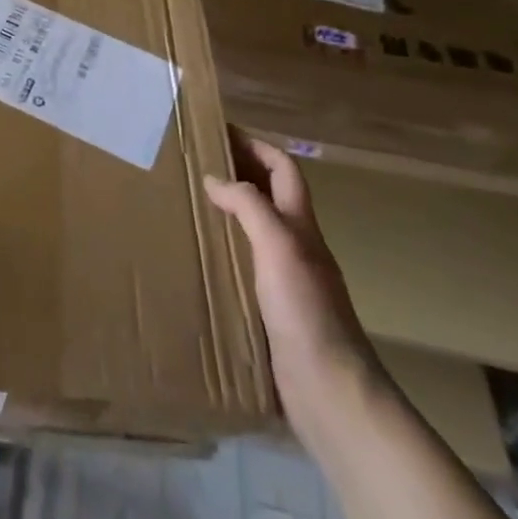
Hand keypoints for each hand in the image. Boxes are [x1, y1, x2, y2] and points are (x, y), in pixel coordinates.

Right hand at [204, 134, 384, 440]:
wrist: (328, 388)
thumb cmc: (305, 310)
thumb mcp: (278, 246)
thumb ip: (249, 207)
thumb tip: (215, 179)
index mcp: (300, 225)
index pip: (283, 169)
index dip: (256, 145)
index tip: (219, 130)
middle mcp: (295, 245)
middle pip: (269, 194)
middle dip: (238, 171)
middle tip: (194, 161)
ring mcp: (285, 277)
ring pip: (255, 228)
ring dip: (228, 209)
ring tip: (189, 201)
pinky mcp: (272, 307)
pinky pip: (245, 261)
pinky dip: (224, 246)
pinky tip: (199, 254)